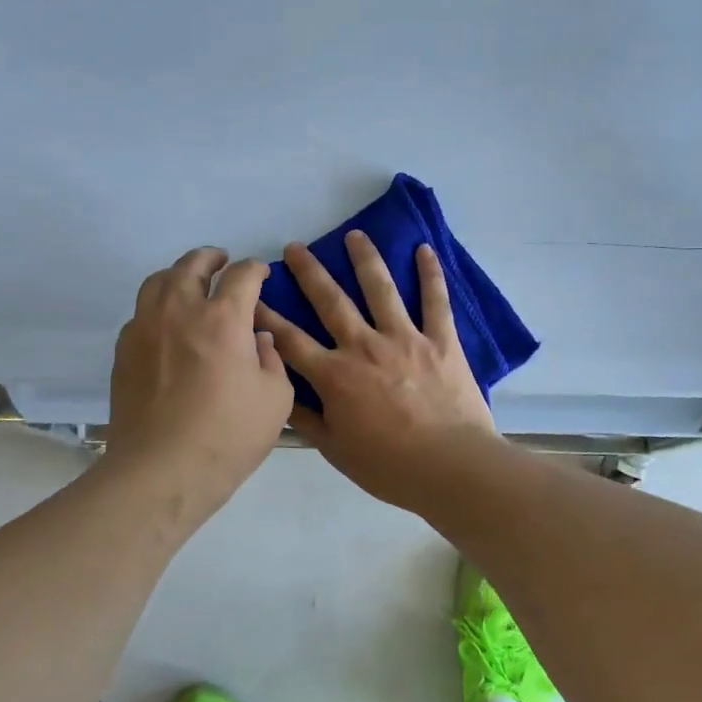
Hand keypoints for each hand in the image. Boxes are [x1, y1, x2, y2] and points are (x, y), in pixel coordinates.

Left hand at [106, 247, 292, 520]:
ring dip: (179, 275)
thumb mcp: (276, 399)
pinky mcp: (123, 351)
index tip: (260, 275)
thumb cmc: (228, 436)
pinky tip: (167, 326)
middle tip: (222, 262)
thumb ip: (271, 359)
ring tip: (190, 285)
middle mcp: (180, 311)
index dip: (255, 269)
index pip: (241, 275)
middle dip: (211, 258)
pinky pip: (140, 313)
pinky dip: (157, 307)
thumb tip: (258, 339)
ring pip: (158, 281)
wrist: (161, 471)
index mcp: (223, 318)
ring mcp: (145, 328)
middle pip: (192, 265)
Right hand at [257, 231, 501, 510]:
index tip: (251, 295)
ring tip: (355, 235)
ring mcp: (405, 338)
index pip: (290, 340)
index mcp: (335, 375)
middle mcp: (364, 346)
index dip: (267, 317)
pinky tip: (425, 249)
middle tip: (295, 247)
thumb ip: (306, 419)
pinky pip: (436, 301)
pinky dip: (431, 274)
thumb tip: (278, 394)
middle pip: (331, 301)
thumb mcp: (336, 450)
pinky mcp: (441, 340)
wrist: (450, 467)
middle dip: (310, 272)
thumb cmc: (389, 466)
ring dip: (365, 259)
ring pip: (380, 289)